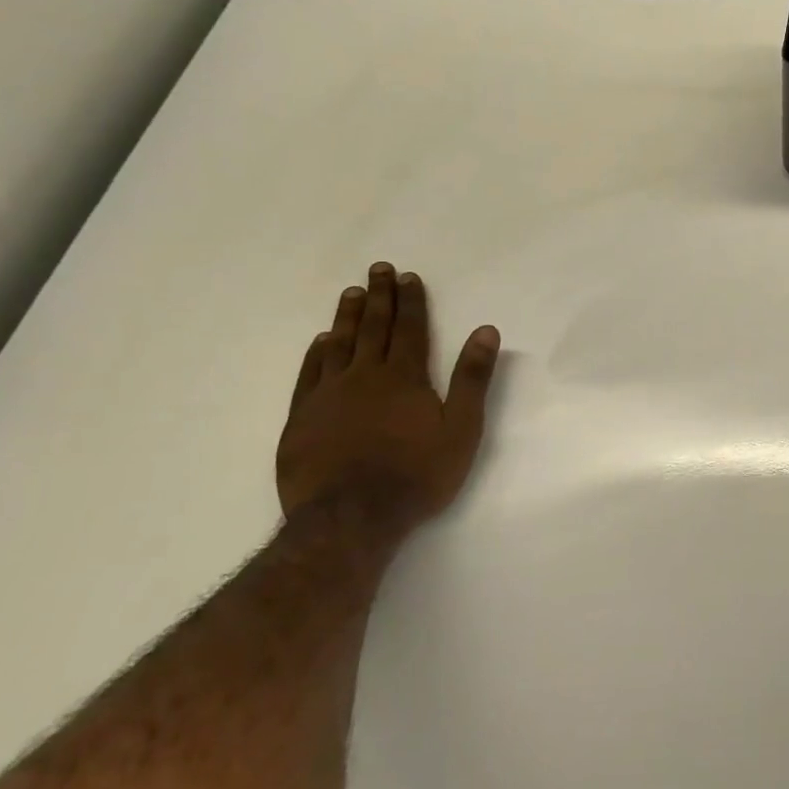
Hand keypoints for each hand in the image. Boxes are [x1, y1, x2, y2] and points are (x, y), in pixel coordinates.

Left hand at [275, 262, 500, 526]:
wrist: (350, 519)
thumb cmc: (416, 474)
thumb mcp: (461, 428)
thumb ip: (472, 378)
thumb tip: (486, 331)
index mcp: (404, 377)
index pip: (410, 328)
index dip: (411, 301)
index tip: (407, 276)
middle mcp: (364, 376)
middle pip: (373, 328)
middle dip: (379, 297)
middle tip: (378, 269)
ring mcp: (328, 396)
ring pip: (338, 345)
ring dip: (348, 316)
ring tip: (351, 293)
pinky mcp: (302, 418)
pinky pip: (309, 374)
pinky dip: (316, 353)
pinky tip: (320, 341)